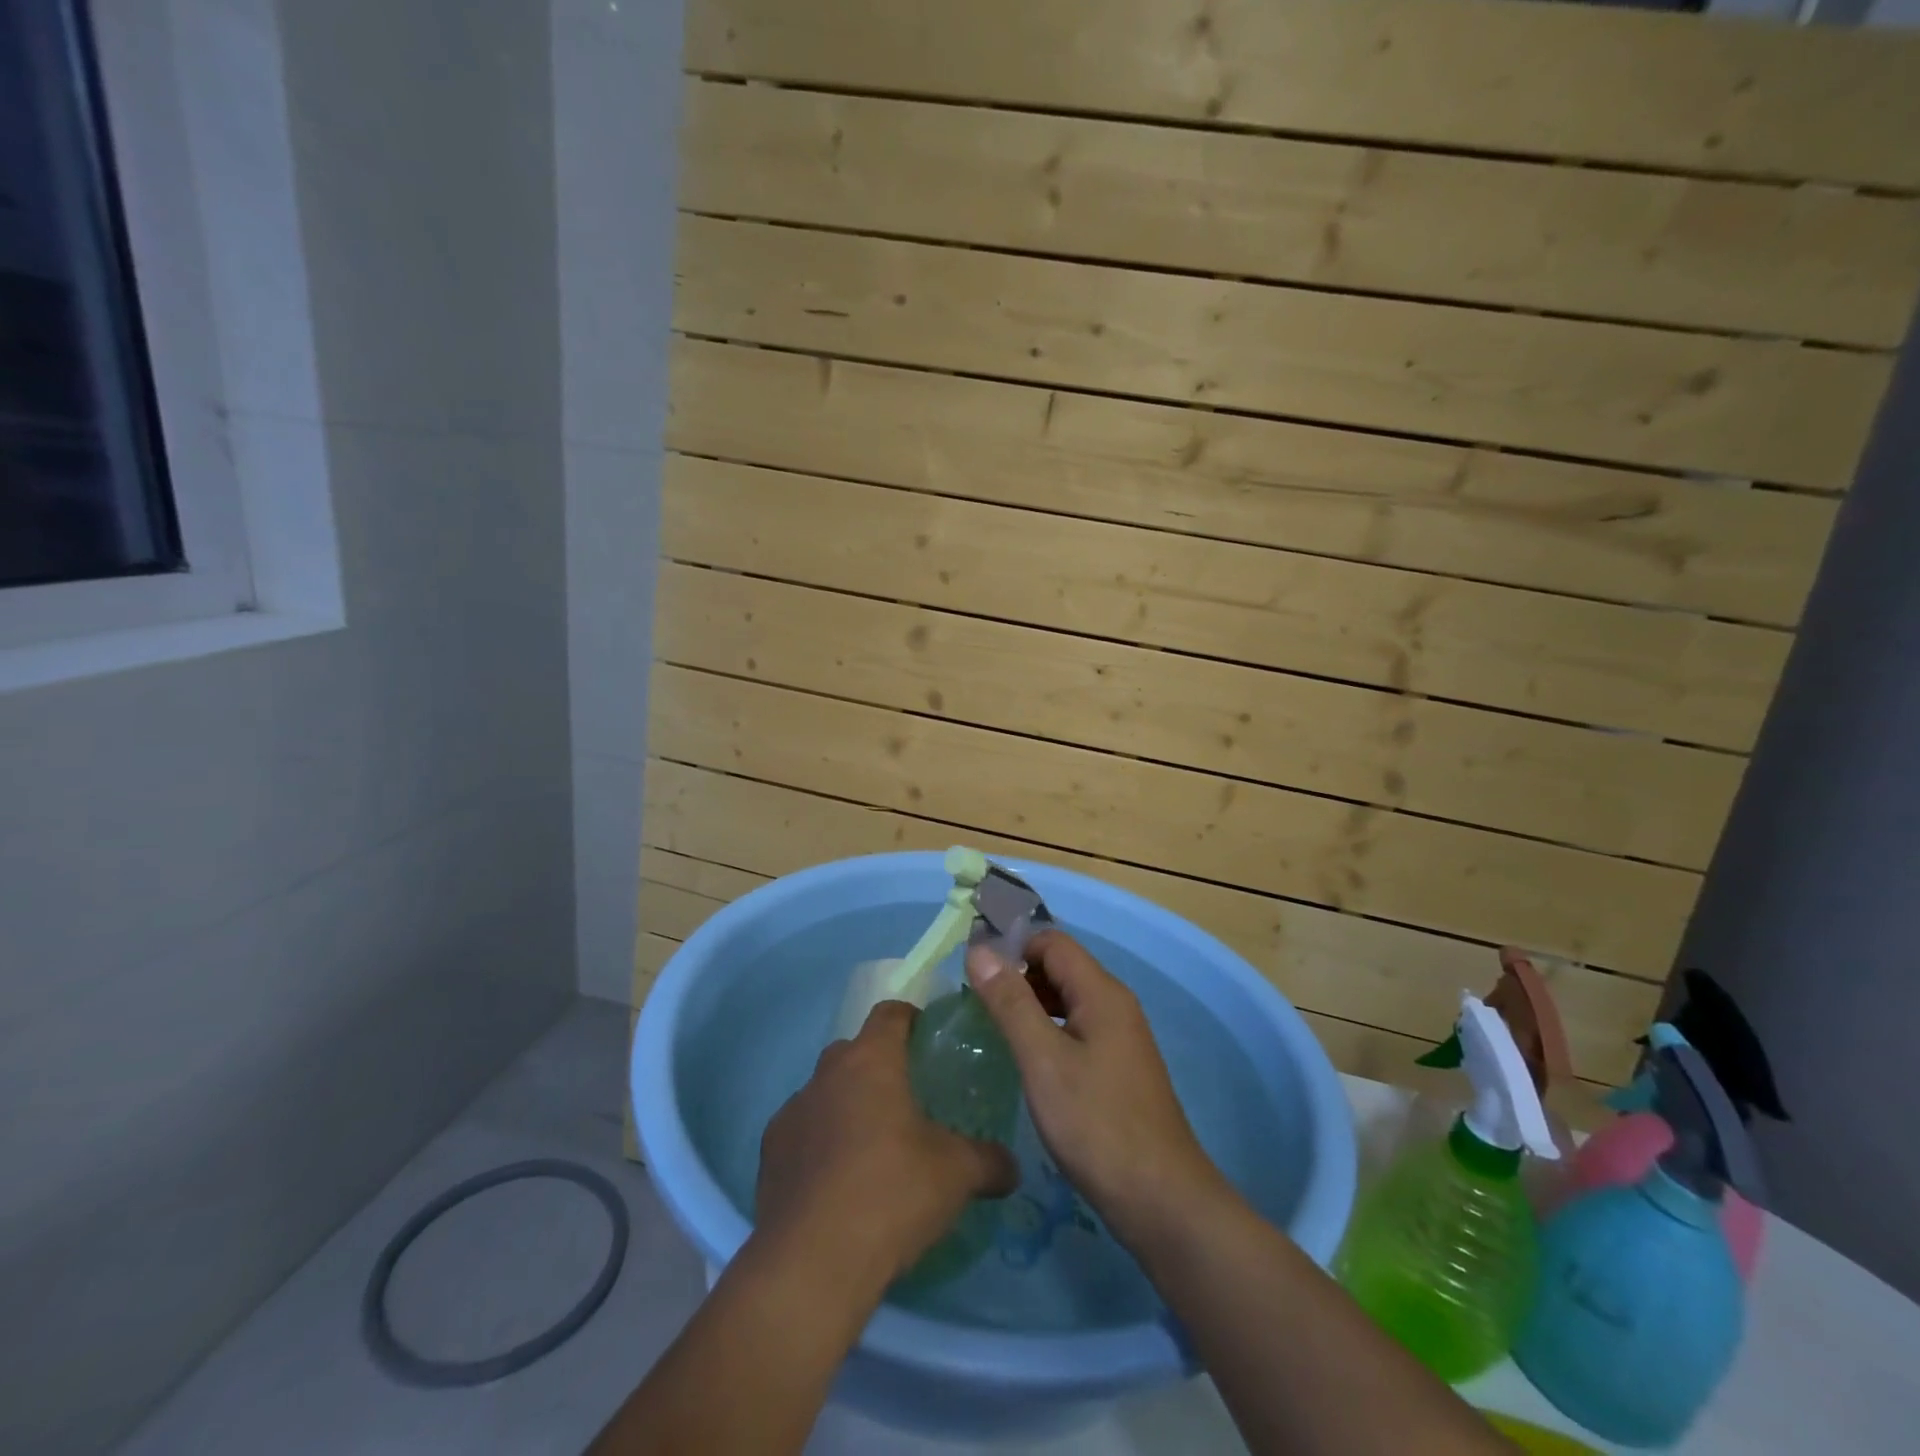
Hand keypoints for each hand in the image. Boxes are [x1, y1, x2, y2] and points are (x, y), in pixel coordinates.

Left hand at [755, 1001, 1018, 1290]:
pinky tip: (838, 1184)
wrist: (811, 1264)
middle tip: (908, 1101)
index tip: (929, 1040)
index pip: (891, 1013)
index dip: (911, 1019)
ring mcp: (792, 1112)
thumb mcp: (958, 1175)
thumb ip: (990, 1160)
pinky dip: (820, 1144)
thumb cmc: (892, 1194)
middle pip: (855, 1050)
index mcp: (871, 1060)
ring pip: (826, 1092)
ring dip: (847, 1106)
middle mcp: (827, 1074)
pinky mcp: (769, 1154)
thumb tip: (1012, 1167)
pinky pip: (802, 1132)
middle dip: (879, 1066)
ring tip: (873, 1148)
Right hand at [965, 931, 1231, 1250]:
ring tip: (992, 1027)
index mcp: (1101, 992)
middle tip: (975, 1003)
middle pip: (1060, 967)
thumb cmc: (1096, 1124)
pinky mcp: (1118, 1066)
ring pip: (1067, 999)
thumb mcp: (1043, 1060)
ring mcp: (1120, 1037)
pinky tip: (1026, 1058)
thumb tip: (979, 950)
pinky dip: (1047, 1030)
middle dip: (1018, 975)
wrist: (1160, 1200)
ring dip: (1031, 1003)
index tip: (974, 972)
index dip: (1012, 947)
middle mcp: (1115, 1004)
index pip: (1051, 942)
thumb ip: (1010, 1002)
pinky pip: (1076, 1027)